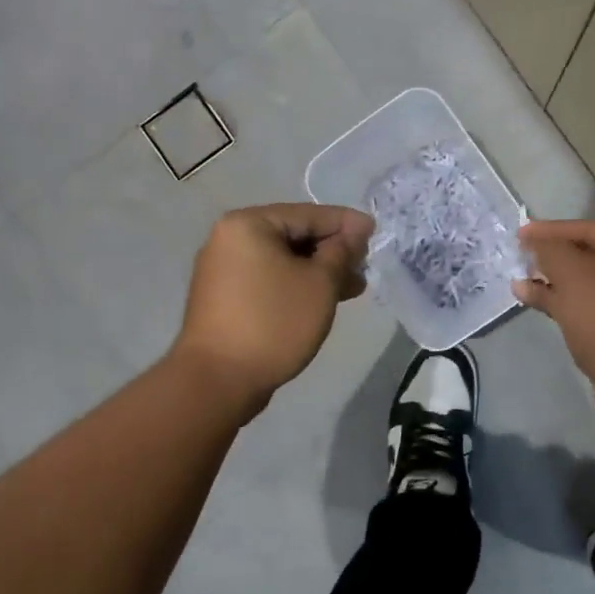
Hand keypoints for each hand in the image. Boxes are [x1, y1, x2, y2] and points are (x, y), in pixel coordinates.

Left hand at [171, 203, 372, 417]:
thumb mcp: (319, 283)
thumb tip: (355, 229)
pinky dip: (295, 285)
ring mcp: (223, 269)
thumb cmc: (274, 322)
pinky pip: (268, 279)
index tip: (376, 233)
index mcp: (248, 224)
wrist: (218, 380)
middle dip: (333, 251)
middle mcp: (229, 238)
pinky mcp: (224, 297)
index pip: (308, 214)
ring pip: (282, 260)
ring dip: (317, 272)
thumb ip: (341, 251)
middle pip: (293, 235)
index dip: (346, 224)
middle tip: (364, 268)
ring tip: (351, 289)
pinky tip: (321, 301)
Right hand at [513, 220, 594, 427]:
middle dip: (556, 260)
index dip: (550, 231)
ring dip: (561, 287)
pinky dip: (575, 309)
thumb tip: (533, 243)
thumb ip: (549, 252)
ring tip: (522, 287)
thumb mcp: (574, 276)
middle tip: (518, 260)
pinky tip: (545, 310)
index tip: (517, 234)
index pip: (592, 228)